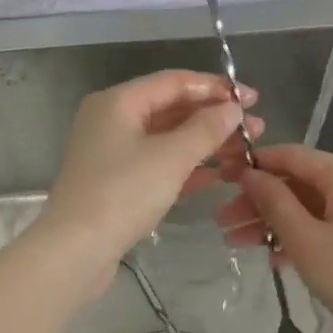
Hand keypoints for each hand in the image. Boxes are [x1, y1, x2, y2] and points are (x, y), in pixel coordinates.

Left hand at [39, 70, 263, 288]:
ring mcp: (112, 153)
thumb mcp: (171, 157)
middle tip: (256, 128)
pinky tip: (218, 175)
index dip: (216, 88)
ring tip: (245, 151)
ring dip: (205, 143)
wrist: (76, 250)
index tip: (253, 99)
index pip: (174, 82)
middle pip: (171, 109)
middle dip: (214, 117)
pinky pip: (158, 164)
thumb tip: (233, 108)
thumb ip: (206, 129)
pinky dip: (186, 166)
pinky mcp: (116, 183)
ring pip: (167, 139)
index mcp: (118, 102)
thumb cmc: (123, 193)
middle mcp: (111, 120)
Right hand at [217, 144, 332, 332]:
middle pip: (304, 184)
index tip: (223, 181)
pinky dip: (309, 234)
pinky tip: (279, 256)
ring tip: (242, 245)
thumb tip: (250, 174)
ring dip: (280, 223)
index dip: (255, 166)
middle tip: (225, 225)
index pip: (293, 156)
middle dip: (262, 204)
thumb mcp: (305, 240)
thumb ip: (274, 202)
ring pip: (319, 206)